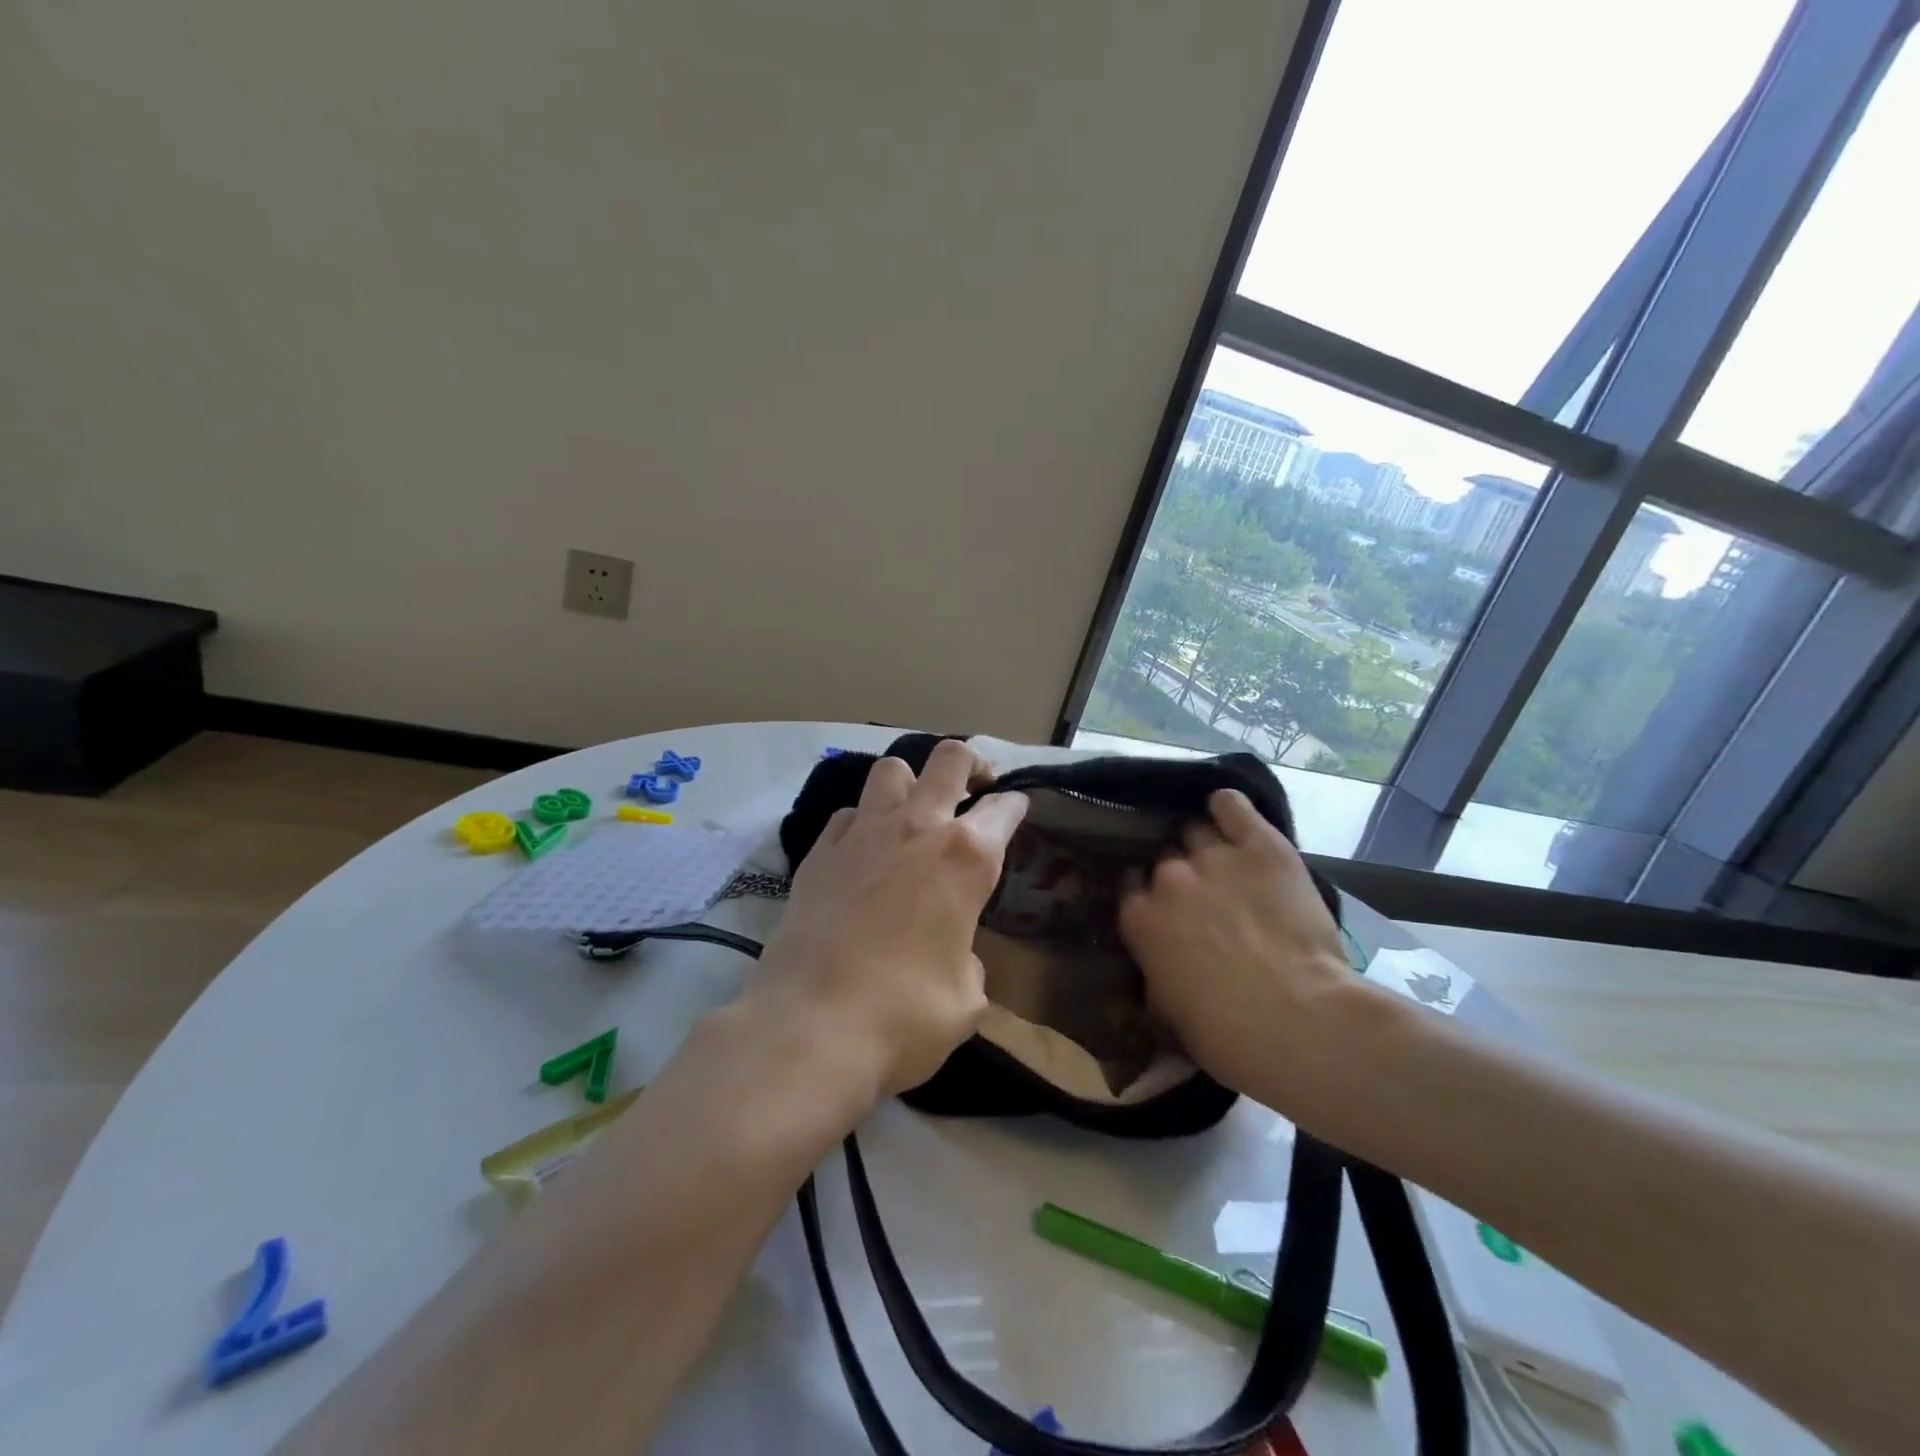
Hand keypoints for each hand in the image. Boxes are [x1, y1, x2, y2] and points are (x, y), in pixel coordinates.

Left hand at [751, 739, 1028, 1100]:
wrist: (810, 1027)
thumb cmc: (905, 1016)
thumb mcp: (965, 999)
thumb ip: (966, 959)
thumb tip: (951, 953)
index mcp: (966, 858)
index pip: (1003, 809)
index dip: (1015, 806)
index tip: (1015, 809)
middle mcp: (917, 828)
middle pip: (949, 759)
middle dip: (969, 765)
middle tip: (974, 788)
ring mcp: (862, 834)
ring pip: (891, 770)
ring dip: (911, 782)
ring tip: (915, 812)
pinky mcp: (818, 852)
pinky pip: (848, 813)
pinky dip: (863, 820)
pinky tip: (865, 850)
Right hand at [1118, 788, 1352, 1096]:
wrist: (1296, 1020)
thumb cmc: (1226, 1034)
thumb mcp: (1170, 1013)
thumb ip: (1156, 972)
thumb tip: (1158, 964)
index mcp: (1139, 917)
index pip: (1130, 884)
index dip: (1149, 893)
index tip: (1166, 907)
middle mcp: (1167, 877)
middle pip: (1164, 856)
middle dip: (1179, 871)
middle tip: (1204, 894)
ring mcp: (1213, 856)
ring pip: (1195, 830)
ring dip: (1205, 843)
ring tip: (1225, 859)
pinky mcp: (1260, 845)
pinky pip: (1232, 805)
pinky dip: (1229, 807)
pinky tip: (1232, 813)